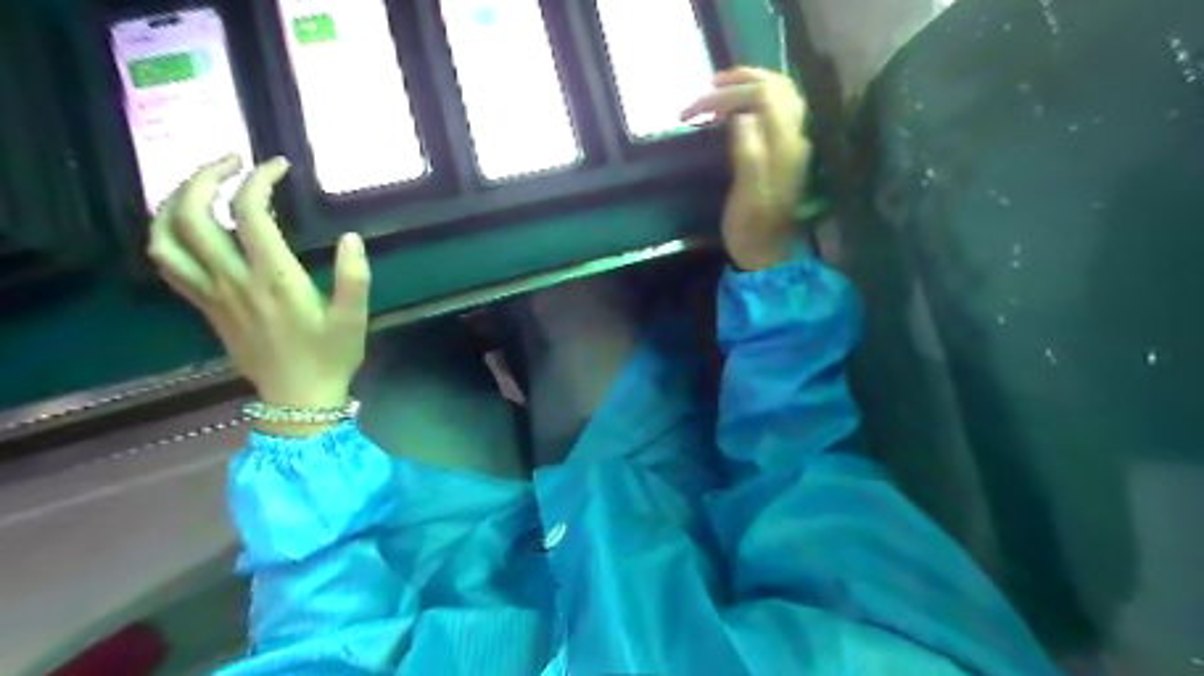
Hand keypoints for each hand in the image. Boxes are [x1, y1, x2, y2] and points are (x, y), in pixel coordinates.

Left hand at [149, 153, 372, 411]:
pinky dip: (167, 234)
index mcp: (274, 279)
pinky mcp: (204, 306)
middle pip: (193, 215)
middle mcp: (234, 280)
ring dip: (175, 201)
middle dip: (205, 176)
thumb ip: (355, 277)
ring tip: (200, 185)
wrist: (298, 397)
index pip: (251, 213)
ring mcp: (212, 293)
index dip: (260, 180)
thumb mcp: (355, 318)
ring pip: (166, 237)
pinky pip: (167, 263)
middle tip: (232, 162)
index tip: (279, 166)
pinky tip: (187, 225)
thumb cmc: (331, 356)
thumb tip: (351, 237)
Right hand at [682, 67, 811, 272]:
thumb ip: (748, 154)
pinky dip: (757, 100)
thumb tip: (740, 117)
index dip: (730, 93)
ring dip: (751, 85)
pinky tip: (738, 109)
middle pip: (778, 87)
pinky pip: (778, 110)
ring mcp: (794, 144)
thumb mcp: (746, 196)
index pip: (764, 96)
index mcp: (786, 147)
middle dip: (741, 80)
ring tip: (721, 89)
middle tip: (708, 86)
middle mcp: (796, 138)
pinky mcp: (787, 152)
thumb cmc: (751, 228)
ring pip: (782, 96)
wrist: (767, 253)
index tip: (698, 109)